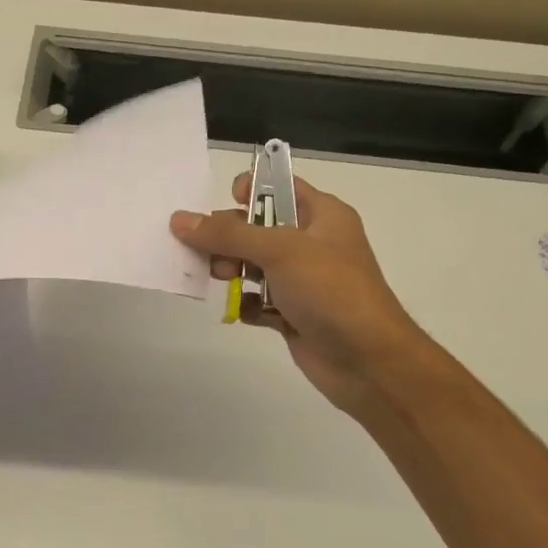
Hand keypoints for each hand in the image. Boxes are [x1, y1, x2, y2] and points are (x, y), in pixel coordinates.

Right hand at [171, 174, 426, 417]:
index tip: (224, 202)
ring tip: (224, 280)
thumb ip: (228, 234)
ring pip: (253, 265)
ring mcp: (302, 281)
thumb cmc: (331, 291)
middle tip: (209, 252)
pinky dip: (247, 305)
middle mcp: (311, 244)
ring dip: (232, 270)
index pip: (280, 187)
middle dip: (228, 237)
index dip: (251, 188)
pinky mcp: (292, 314)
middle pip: (256, 228)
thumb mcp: (279, 251)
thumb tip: (180, 219)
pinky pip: (258, 302)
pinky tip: (246, 312)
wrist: (367, 360)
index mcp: (321, 215)